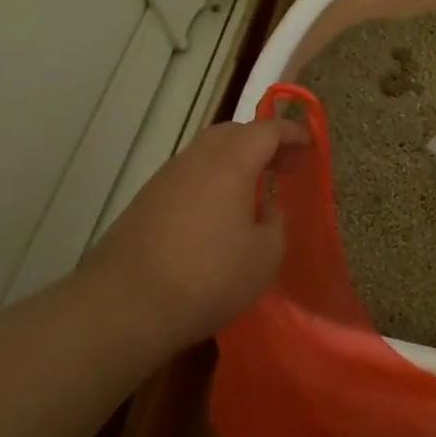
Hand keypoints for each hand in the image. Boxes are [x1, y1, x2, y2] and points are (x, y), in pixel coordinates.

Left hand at [88, 118, 308, 346]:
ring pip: (206, 153)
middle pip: (232, 133)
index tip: (309, 145)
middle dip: (261, 142)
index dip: (291, 133)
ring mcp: (164, 179)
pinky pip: (187, 177)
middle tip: (283, 166)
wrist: (125, 305)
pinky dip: (210, 181)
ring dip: (233, 161)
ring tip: (253, 190)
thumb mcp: (265, 256)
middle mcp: (195, 160)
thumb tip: (267, 208)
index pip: (266, 130)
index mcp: (230, 163)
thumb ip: (275, 223)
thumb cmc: (208, 277)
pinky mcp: (144, 202)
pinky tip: (217, 214)